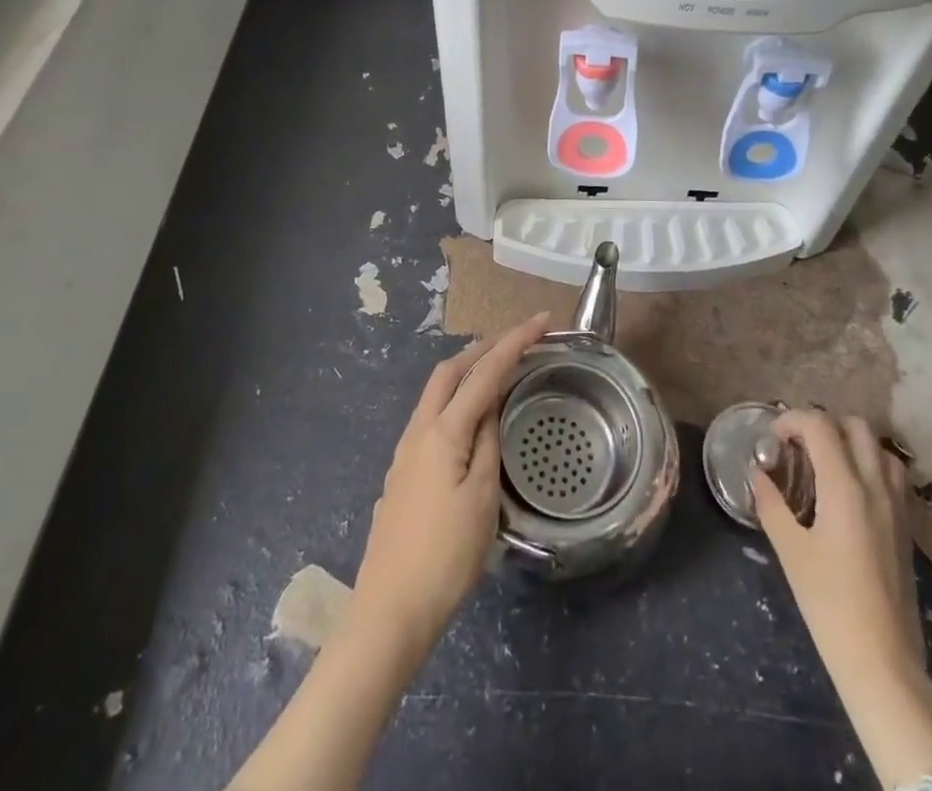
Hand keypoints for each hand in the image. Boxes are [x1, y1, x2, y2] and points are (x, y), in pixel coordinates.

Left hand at [350, 313, 552, 651]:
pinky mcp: (402, 473)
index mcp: (443, 432)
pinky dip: (455, 398)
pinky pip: (432, 415)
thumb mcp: (482, 500)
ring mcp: (405, 452)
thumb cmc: (445, 557)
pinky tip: (470, 418)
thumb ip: (487, 445)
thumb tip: (490, 410)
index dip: (515, 342)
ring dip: (467, 369)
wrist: (389, 611)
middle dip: (484, 345)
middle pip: (450, 370)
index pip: (484, 373)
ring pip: (436, 391)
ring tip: (498, 368)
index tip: (542, 320)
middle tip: (518, 339)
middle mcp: (418, 431)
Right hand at [753, 411, 931, 788]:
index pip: (820, 425)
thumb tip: (757, 474)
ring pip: (878, 446)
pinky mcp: (906, 525)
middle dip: (822, 424)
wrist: (883, 662)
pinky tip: (851, 490)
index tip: (773, 439)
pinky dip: (870, 463)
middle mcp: (876, 485)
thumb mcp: (791, 552)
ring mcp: (897, 505)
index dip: (792, 420)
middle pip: (855, 425)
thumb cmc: (830, 605)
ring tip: (825, 463)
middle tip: (798, 447)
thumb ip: (771, 504)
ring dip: (850, 441)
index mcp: (845, 487)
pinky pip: (892, 473)